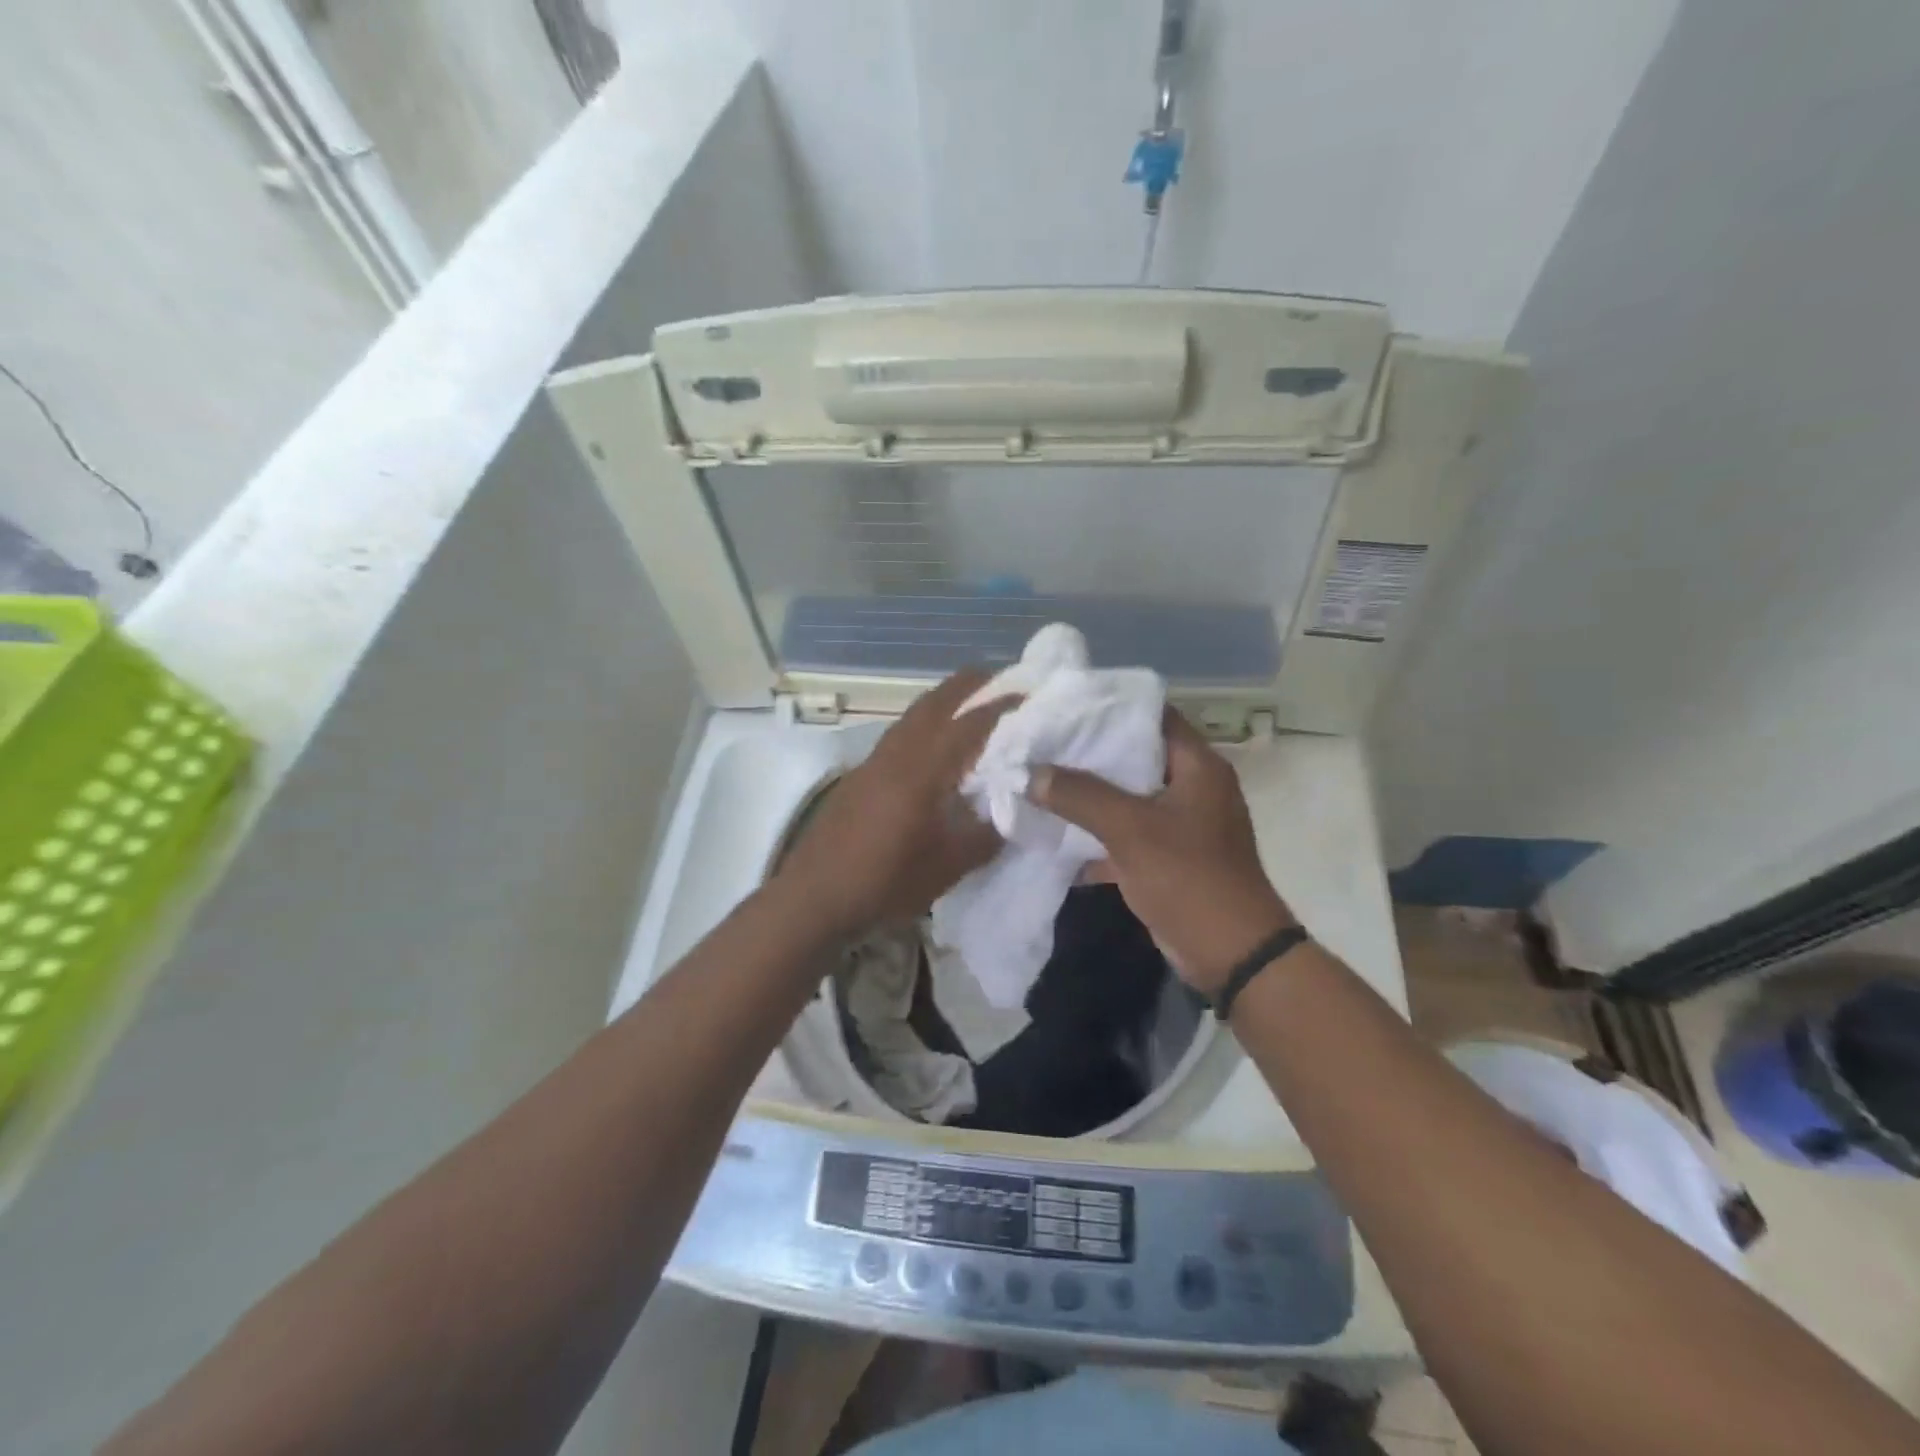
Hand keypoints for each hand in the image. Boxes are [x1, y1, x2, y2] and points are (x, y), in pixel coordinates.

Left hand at [777, 668, 1015, 935]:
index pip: (970, 723)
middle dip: (971, 685)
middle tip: (1002, 681)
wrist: (815, 896)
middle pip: (937, 701)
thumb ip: (986, 835)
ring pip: (915, 714)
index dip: (1003, 706)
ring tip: (974, 707)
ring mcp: (875, 760)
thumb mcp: (948, 866)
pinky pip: (901, 732)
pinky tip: (936, 747)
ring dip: (946, 701)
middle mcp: (898, 752)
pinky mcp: (861, 774)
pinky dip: (926, 723)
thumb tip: (1012, 813)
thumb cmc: (885, 881)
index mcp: (924, 770)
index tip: (1031, 695)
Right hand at [1030, 709, 1292, 995]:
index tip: (1065, 707)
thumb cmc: (1188, 877)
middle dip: (1089, 754)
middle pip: (1135, 756)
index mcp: (1197, 766)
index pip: (1152, 715)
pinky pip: (1127, 834)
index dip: (1110, 708)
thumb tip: (1030, 773)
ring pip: (1128, 797)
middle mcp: (1193, 787)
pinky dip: (1097, 834)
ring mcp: (1181, 824)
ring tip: (1042, 782)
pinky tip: (1057, 835)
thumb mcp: (1130, 829)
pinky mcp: (1168, 857)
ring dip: (1089, 796)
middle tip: (1043, 745)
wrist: (1230, 954)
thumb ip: (1079, 796)